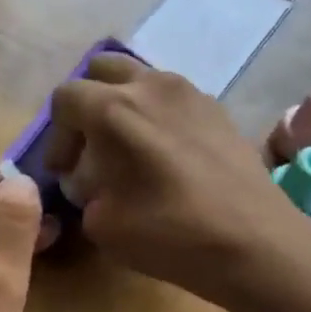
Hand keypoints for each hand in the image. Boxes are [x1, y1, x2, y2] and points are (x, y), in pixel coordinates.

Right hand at [48, 54, 310, 308]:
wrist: (254, 241)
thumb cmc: (170, 234)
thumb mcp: (102, 225)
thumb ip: (85, 193)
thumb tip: (94, 182)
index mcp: (115, 109)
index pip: (66, 98)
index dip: (56, 136)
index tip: (64, 172)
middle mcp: (152, 86)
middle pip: (103, 70)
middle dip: (87, 104)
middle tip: (91, 147)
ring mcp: (191, 93)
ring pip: (142, 79)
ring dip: (124, 106)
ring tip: (129, 151)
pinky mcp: (219, 110)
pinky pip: (174, 99)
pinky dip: (158, 117)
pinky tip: (167, 158)